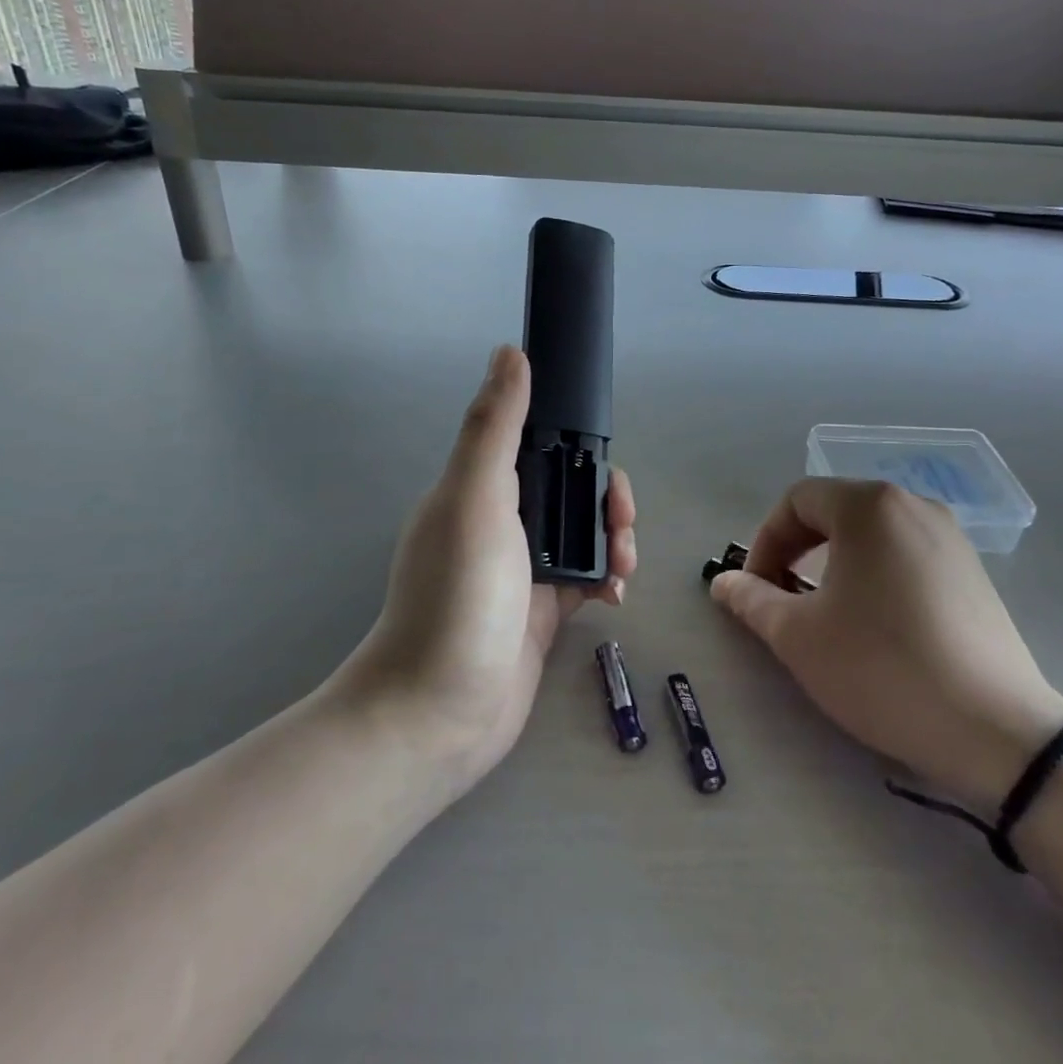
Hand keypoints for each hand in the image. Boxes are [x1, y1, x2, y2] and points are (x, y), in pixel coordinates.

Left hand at [332, 345, 635, 800]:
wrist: (439, 712)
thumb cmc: (457, 598)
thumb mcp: (474, 499)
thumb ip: (495, 427)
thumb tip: (510, 351)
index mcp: (478, 488)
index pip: (537, 445)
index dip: (576, 446)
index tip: (603, 463)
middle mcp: (500, 523)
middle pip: (569, 490)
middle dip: (605, 501)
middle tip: (623, 525)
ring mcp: (522, 570)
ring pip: (584, 534)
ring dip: (614, 541)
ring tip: (623, 568)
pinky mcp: (543, 612)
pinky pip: (587, 580)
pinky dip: (608, 580)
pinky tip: (616, 598)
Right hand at [711, 479, 1062, 812]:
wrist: (996, 730)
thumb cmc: (881, 667)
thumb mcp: (798, 636)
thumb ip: (751, 599)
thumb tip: (722, 582)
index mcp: (869, 506)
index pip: (796, 501)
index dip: (764, 541)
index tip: (756, 589)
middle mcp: (913, 506)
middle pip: (834, 511)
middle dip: (797, 550)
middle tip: (782, 598)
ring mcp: (951, 538)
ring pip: (871, 534)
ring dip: (834, 563)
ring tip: (826, 612)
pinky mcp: (974, 573)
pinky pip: (906, 555)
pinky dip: (874, 574)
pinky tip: (876, 624)